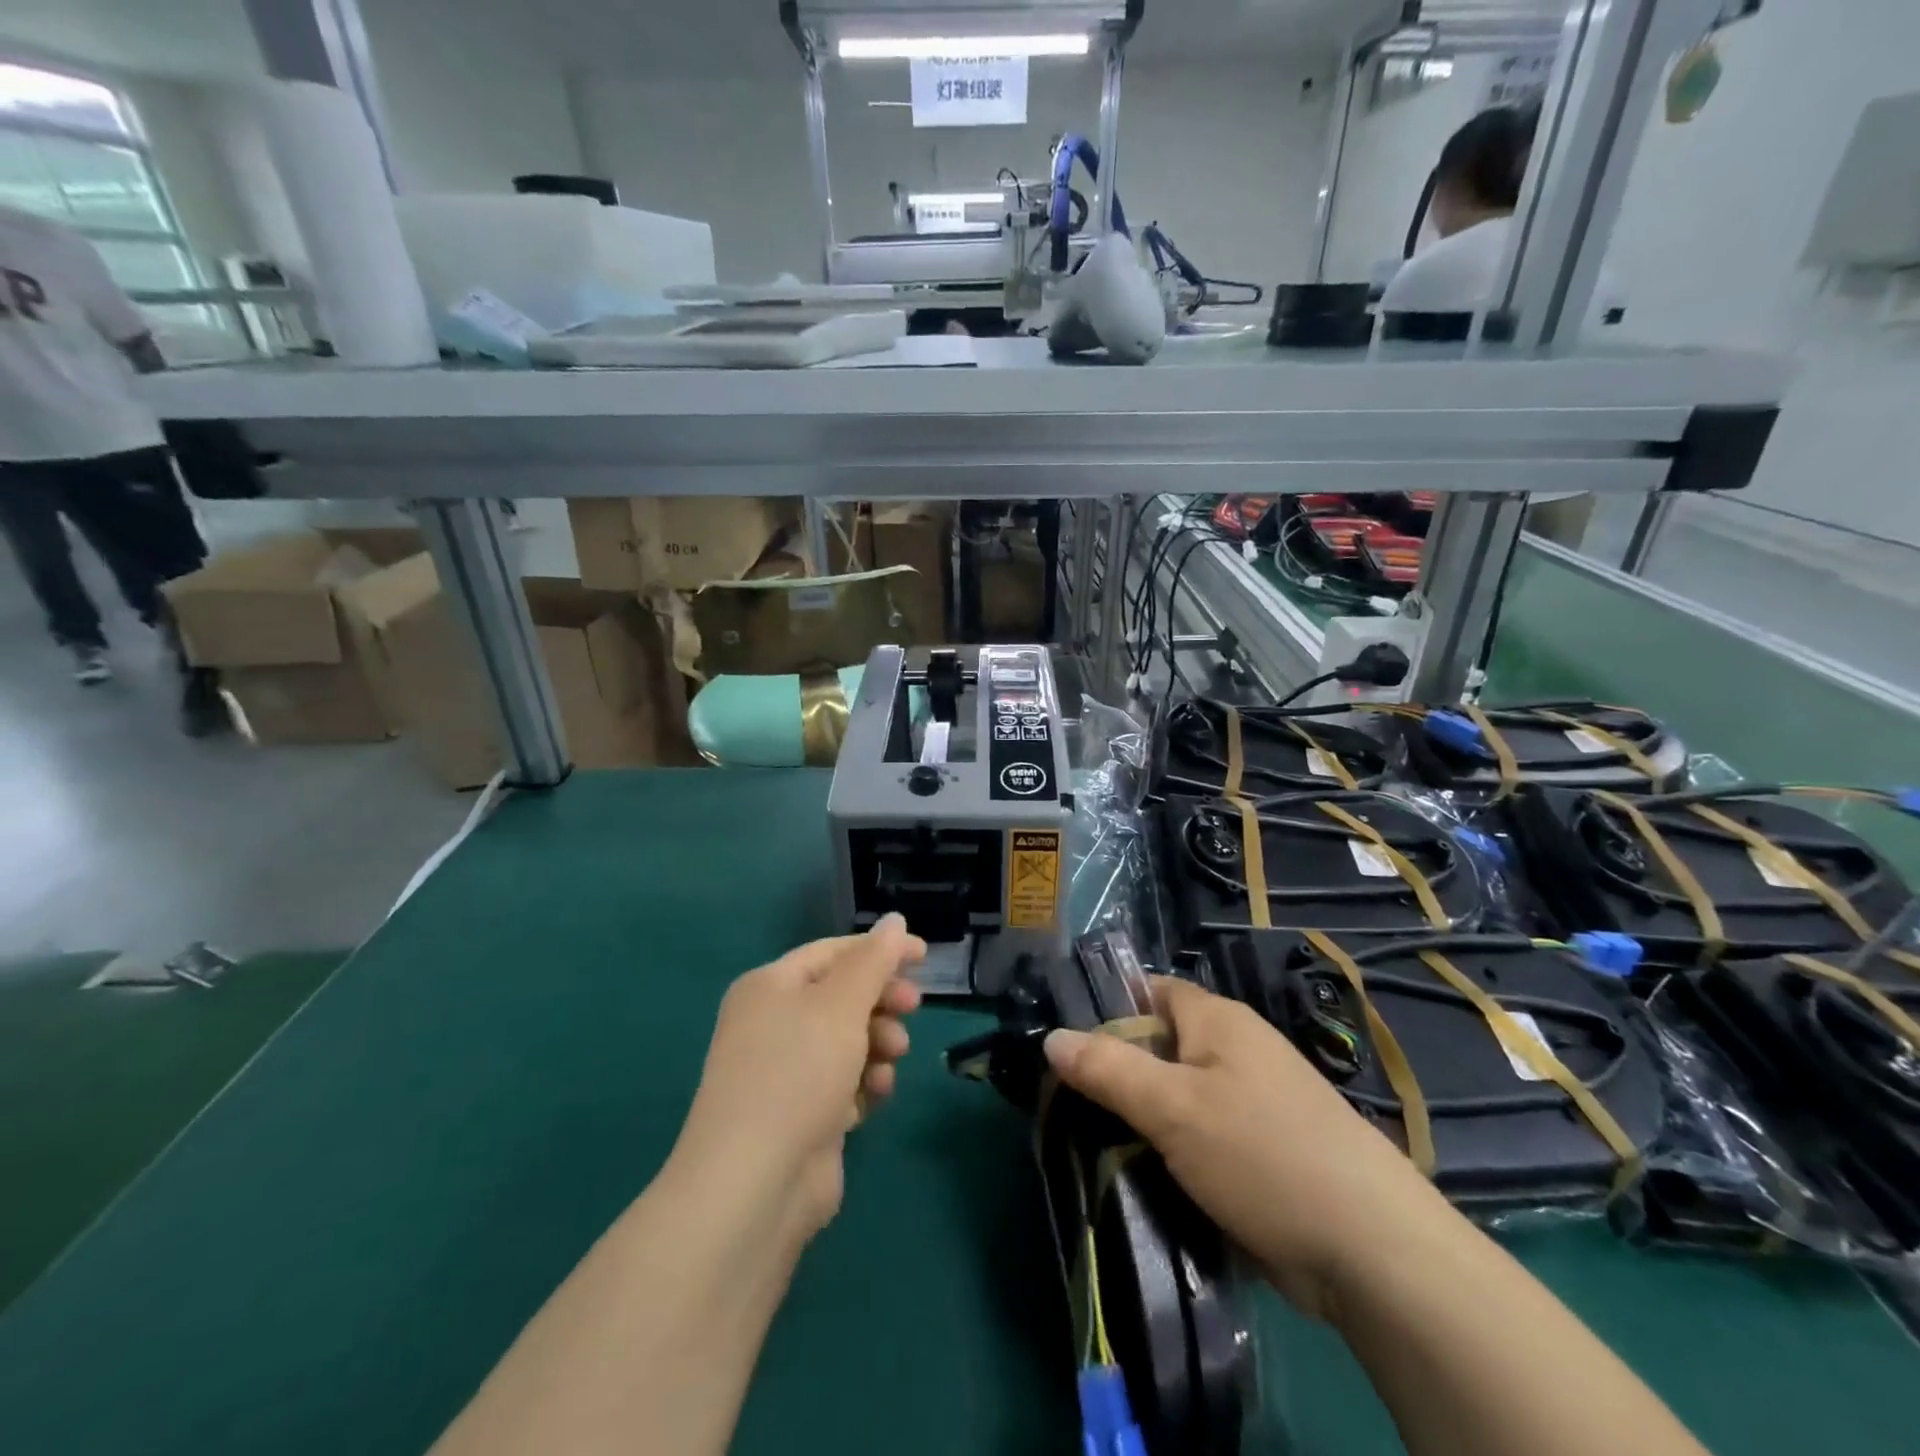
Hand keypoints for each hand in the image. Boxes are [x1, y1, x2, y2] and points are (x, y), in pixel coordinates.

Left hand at [671, 916, 925, 1240]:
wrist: (754, 1184)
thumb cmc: (797, 1072)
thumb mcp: (841, 1004)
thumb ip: (873, 960)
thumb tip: (894, 920)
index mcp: (770, 987)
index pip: (833, 953)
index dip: (879, 950)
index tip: (924, 956)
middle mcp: (773, 1024)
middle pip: (842, 996)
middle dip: (881, 1001)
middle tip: (913, 1007)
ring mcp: (786, 1072)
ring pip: (848, 1041)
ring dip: (877, 1044)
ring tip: (890, 1058)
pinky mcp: (802, 1115)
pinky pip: (844, 1083)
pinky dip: (864, 1084)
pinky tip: (873, 1096)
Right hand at [1043, 976, 1450, 1321]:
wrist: (1371, 1251)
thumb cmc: (1261, 1154)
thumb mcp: (1171, 1107)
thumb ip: (1107, 1069)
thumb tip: (1050, 1037)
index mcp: (1218, 1020)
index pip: (1150, 991)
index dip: (1107, 1008)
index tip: (1066, 1043)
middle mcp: (1237, 1050)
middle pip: (1161, 1046)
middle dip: (1118, 1072)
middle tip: (1067, 1102)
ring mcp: (1254, 1102)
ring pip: (1179, 1097)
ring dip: (1143, 1119)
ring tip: (1092, 1143)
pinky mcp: (1263, 1151)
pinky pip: (1202, 1136)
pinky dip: (1173, 1151)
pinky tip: (1142, 1177)